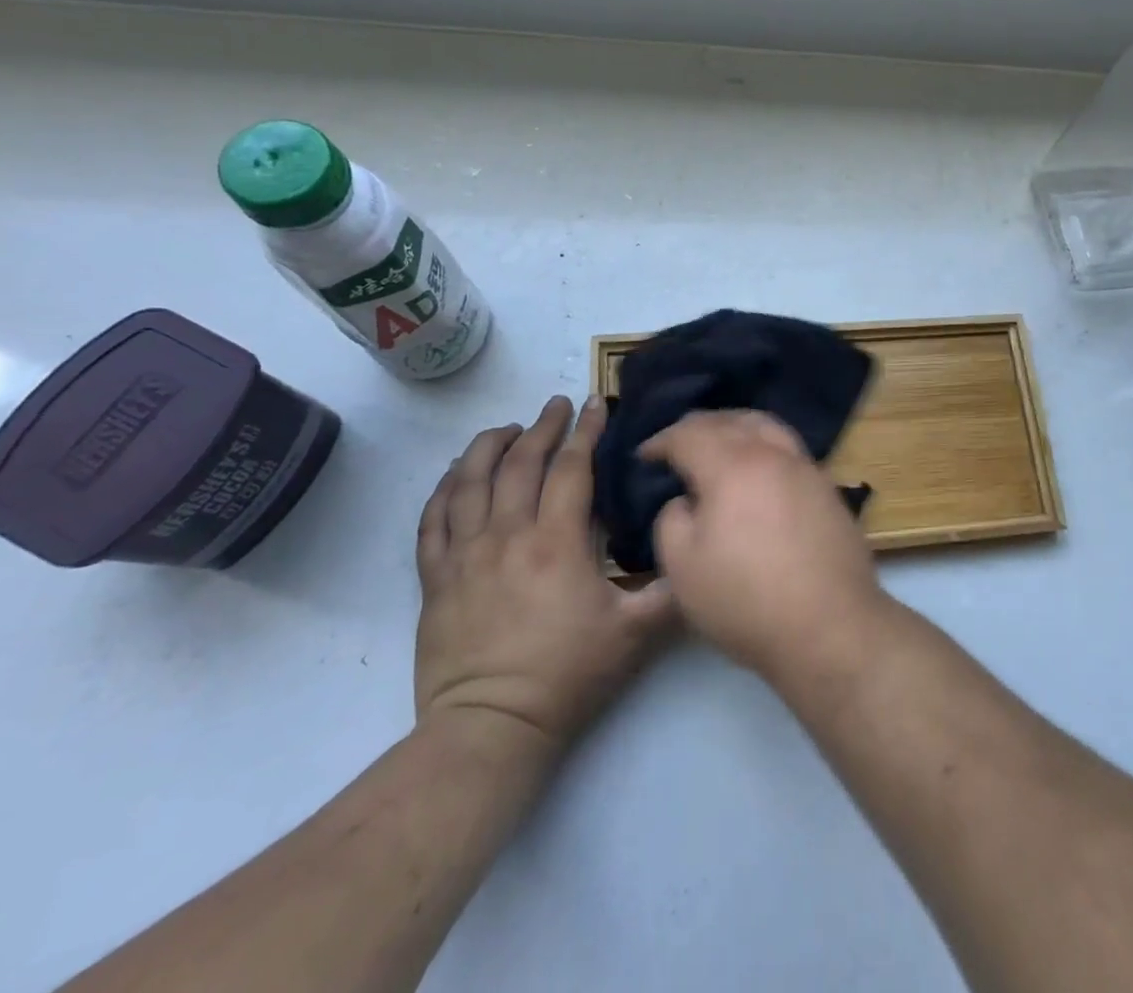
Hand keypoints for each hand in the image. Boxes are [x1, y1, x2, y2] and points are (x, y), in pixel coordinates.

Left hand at [414, 396, 675, 755]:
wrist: (490, 729)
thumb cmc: (567, 675)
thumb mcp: (636, 633)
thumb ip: (672, 589)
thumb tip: (699, 550)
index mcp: (556, 542)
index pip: (571, 468)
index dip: (586, 431)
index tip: (595, 403)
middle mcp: (507, 535)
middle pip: (520, 463)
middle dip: (541, 427)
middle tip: (555, 404)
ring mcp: (464, 555)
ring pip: (469, 482)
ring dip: (488, 446)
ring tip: (505, 428)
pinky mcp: (435, 579)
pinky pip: (433, 520)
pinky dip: (444, 489)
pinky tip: (455, 476)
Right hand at [644, 411, 883, 680]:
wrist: (830, 626)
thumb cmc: (746, 600)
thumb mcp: (683, 568)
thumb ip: (672, 520)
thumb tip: (686, 500)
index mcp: (732, 464)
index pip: (689, 434)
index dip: (661, 441)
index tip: (644, 456)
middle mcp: (772, 453)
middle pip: (732, 420)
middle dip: (699, 426)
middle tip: (678, 443)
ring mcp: (807, 467)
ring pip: (767, 427)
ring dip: (737, 427)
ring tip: (720, 443)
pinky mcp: (828, 488)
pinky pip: (789, 450)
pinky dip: (765, 446)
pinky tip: (759, 470)